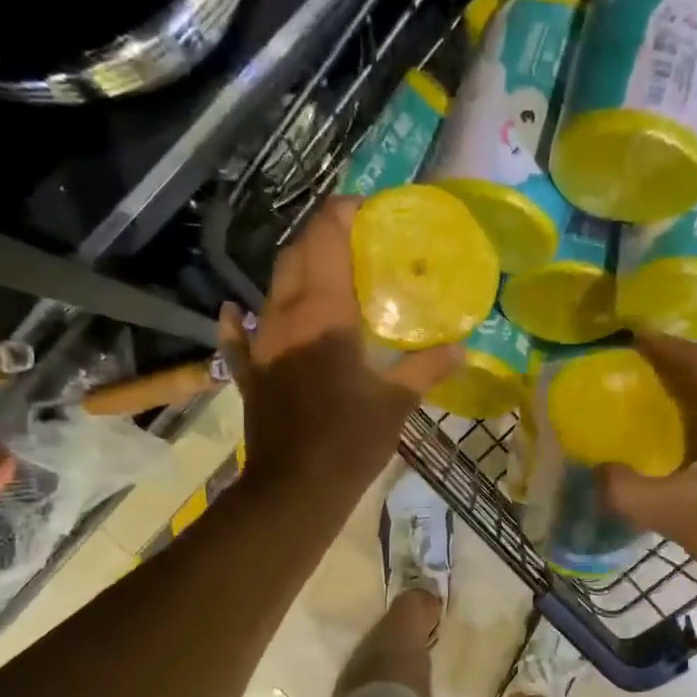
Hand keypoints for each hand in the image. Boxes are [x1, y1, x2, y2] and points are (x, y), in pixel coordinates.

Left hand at [219, 197, 459, 494]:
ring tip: (326, 274)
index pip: (326, 240)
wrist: (295, 489)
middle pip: (295, 256)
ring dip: (296, 272)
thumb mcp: (397, 403)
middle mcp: (285, 317)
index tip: (366, 207)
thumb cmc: (350, 440)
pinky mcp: (251, 374)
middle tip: (355, 240)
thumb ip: (426, 368)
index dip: (342, 214)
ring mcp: (262, 345)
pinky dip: (238, 321)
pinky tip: (235, 310)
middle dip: (321, 237)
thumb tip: (461, 348)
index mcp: (323, 313)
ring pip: (272, 289)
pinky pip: (239, 338)